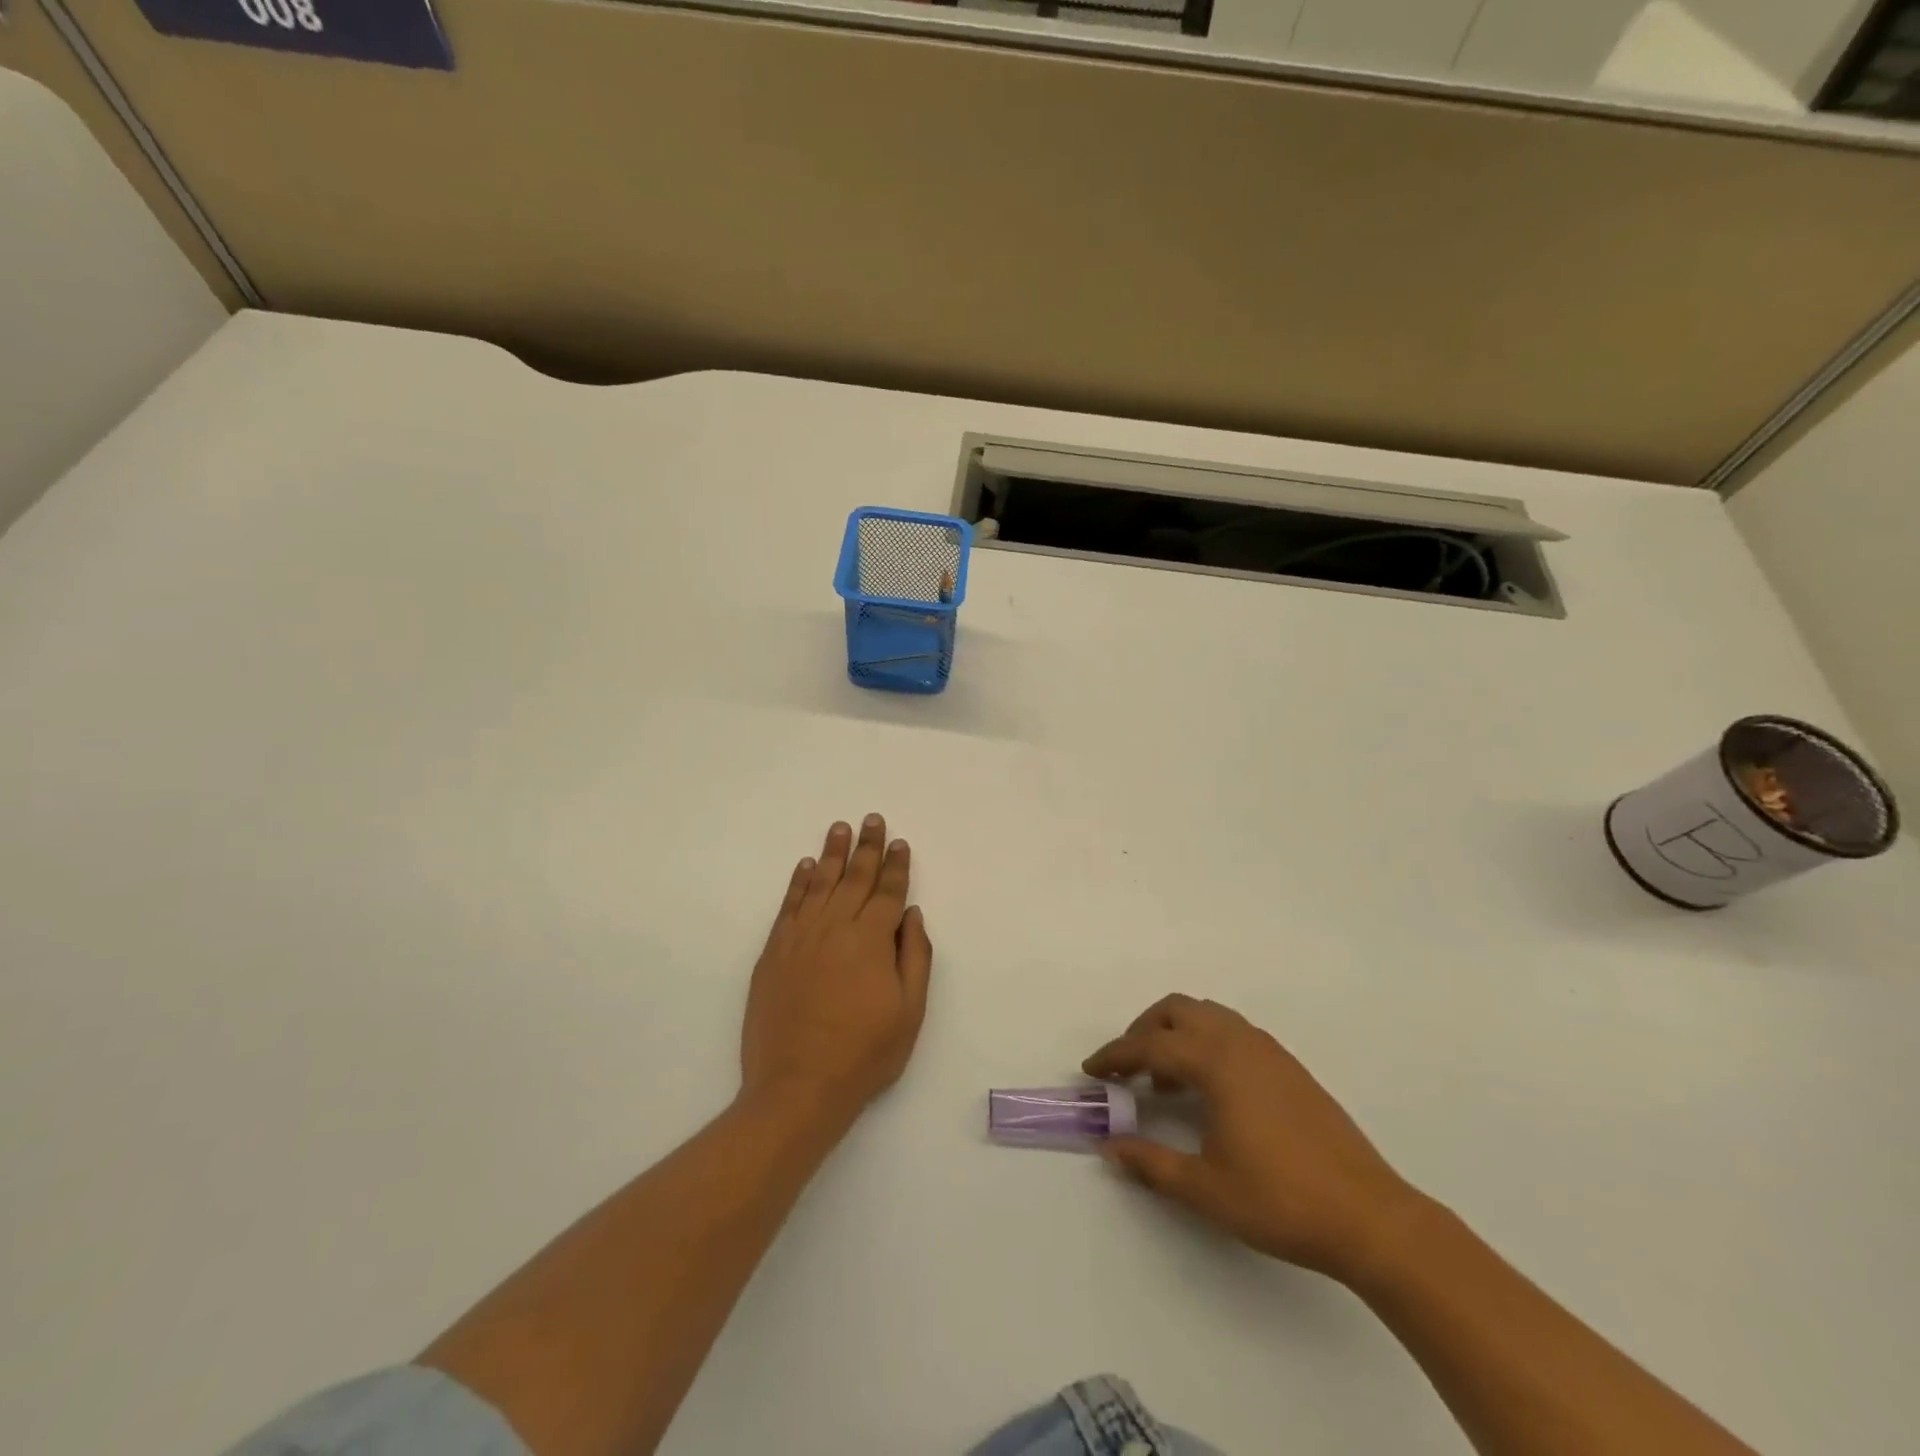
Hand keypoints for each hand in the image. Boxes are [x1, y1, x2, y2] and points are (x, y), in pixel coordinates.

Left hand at [741, 816, 933, 1125]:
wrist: (798, 1087)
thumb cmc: (864, 1054)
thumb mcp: (910, 1011)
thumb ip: (914, 956)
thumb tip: (910, 913)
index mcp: (871, 940)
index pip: (887, 891)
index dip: (896, 865)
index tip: (899, 843)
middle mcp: (835, 928)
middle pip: (854, 878)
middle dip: (867, 846)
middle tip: (872, 819)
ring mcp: (800, 937)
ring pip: (820, 883)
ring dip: (833, 853)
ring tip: (840, 828)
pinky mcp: (774, 952)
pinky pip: (789, 905)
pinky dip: (799, 882)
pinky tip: (806, 866)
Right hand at [1084, 995, 1421, 1284]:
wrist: (1370, 1217)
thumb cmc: (1281, 1201)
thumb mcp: (1205, 1189)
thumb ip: (1151, 1163)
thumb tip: (1109, 1146)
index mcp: (1216, 1063)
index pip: (1150, 1045)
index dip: (1115, 1055)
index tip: (1091, 1070)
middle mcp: (1240, 1042)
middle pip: (1177, 1010)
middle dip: (1143, 1029)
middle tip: (1127, 1067)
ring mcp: (1269, 1051)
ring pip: (1208, 1015)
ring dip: (1177, 1033)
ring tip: (1167, 1079)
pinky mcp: (1289, 1067)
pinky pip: (1233, 1031)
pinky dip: (1206, 1042)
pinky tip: (1210, 1089)